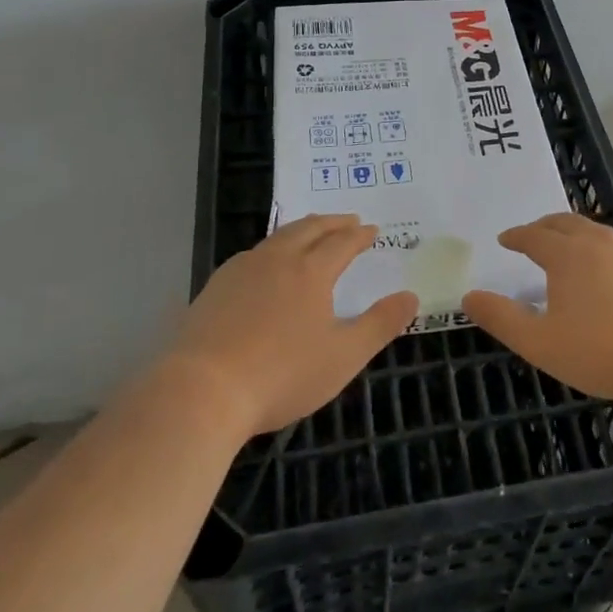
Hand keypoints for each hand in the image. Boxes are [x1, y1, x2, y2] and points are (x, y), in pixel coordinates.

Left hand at [164, 214, 416, 436]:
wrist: (202, 391)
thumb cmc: (281, 374)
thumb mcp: (343, 356)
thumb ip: (380, 325)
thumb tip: (411, 296)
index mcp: (311, 271)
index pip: (342, 243)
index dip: (359, 235)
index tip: (372, 230)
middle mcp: (277, 259)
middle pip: (308, 228)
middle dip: (332, 222)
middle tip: (347, 220)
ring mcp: (241, 270)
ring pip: (277, 237)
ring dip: (301, 230)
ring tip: (310, 234)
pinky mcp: (215, 288)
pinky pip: (252, 255)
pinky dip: (272, 249)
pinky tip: (265, 265)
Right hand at [462, 214, 612, 406]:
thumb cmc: (600, 352)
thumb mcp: (539, 343)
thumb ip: (501, 318)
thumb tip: (468, 297)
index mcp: (568, 255)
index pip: (534, 236)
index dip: (517, 236)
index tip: (505, 239)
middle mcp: (601, 244)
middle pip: (567, 223)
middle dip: (546, 226)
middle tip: (534, 234)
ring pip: (599, 234)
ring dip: (578, 236)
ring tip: (571, 250)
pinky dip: (608, 256)